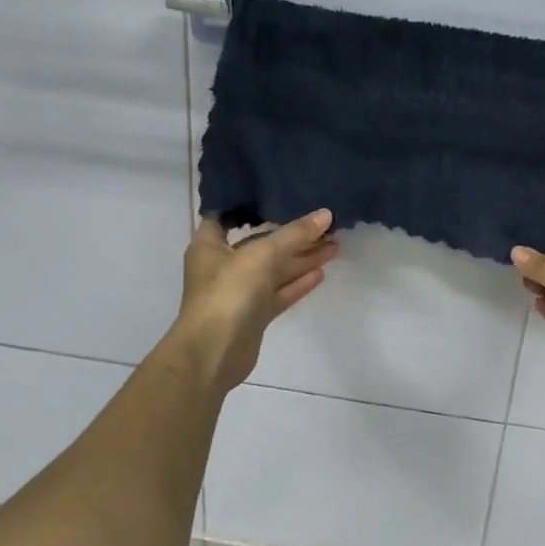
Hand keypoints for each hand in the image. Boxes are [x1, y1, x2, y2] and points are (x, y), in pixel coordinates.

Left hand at [167, 211, 338, 393]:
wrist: (214, 352)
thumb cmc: (228, 292)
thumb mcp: (262, 254)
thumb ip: (295, 234)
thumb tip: (326, 214)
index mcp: (210, 245)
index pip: (227, 216)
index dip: (250, 206)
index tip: (277, 193)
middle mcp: (223, 265)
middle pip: (260, 244)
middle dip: (292, 235)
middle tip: (325, 224)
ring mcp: (239, 292)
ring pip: (274, 270)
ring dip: (302, 258)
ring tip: (334, 245)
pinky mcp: (254, 314)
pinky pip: (280, 292)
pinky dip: (298, 283)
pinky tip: (321, 272)